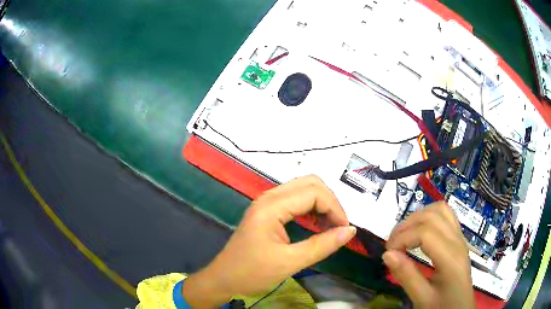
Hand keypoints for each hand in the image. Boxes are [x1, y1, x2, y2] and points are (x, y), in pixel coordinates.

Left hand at [183, 175, 356, 307]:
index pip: (314, 193)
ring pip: (303, 188)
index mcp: (271, 206)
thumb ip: (322, 245)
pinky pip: (295, 199)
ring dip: (321, 203)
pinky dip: (311, 207)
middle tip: (338, 226)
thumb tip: (350, 231)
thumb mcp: (290, 262)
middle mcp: (269, 197)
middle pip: (310, 183)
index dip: (335, 208)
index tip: (344, 230)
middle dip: (330, 201)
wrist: (224, 279)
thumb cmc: (252, 273)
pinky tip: (315, 224)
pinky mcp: (267, 210)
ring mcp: (267, 202)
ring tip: (329, 226)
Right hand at [383, 201, 475, 307]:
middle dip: (407, 225)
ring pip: (440, 209)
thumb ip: (406, 276)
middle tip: (392, 244)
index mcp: (451, 258)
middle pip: (432, 216)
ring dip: (418, 217)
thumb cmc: (442, 306)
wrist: (460, 308)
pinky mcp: (459, 238)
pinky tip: (420, 231)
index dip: (402, 238)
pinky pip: (446, 215)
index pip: (425, 232)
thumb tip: (387, 254)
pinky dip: (429, 216)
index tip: (388, 253)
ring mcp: (460, 237)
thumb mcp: (422, 298)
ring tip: (405, 235)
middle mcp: (458, 242)